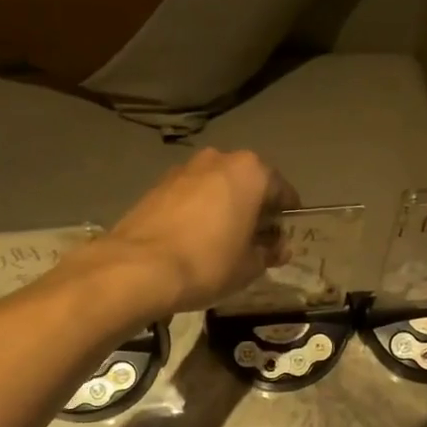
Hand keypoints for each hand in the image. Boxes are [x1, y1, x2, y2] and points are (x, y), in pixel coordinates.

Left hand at [83, 149, 299, 317]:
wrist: (139, 268)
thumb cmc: (208, 263)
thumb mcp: (250, 266)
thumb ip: (269, 252)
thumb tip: (279, 248)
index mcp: (251, 171)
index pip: (282, 191)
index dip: (286, 217)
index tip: (283, 239)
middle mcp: (219, 159)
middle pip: (248, 183)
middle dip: (254, 208)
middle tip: (254, 240)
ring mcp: (184, 168)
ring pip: (217, 187)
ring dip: (224, 207)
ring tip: (222, 241)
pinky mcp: (157, 185)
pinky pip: (191, 195)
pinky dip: (198, 211)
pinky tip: (194, 239)